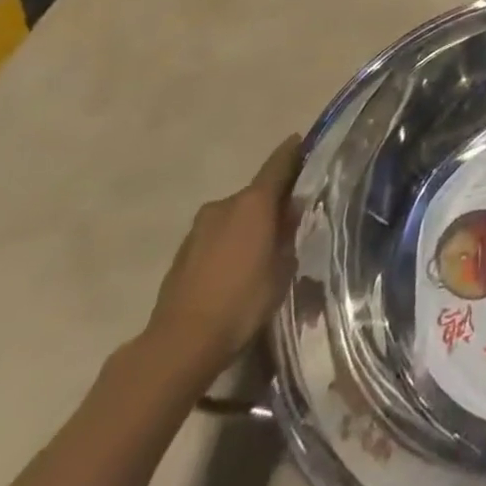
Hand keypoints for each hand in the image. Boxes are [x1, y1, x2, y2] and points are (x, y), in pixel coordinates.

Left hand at [142, 135, 301, 385]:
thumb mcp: (283, 267)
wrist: (180, 342)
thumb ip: (288, 233)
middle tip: (291, 216)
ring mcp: (199, 228)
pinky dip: (230, 242)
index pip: (279, 163)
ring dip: (249, 224)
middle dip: (273, 200)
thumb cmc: (243, 300)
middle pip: (256, 192)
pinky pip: (217, 236)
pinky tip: (238, 266)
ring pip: (235, 216)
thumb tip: (291, 214)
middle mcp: (224, 205)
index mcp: (254, 202)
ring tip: (264, 246)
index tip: (305, 142)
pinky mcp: (182, 253)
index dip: (294, 152)